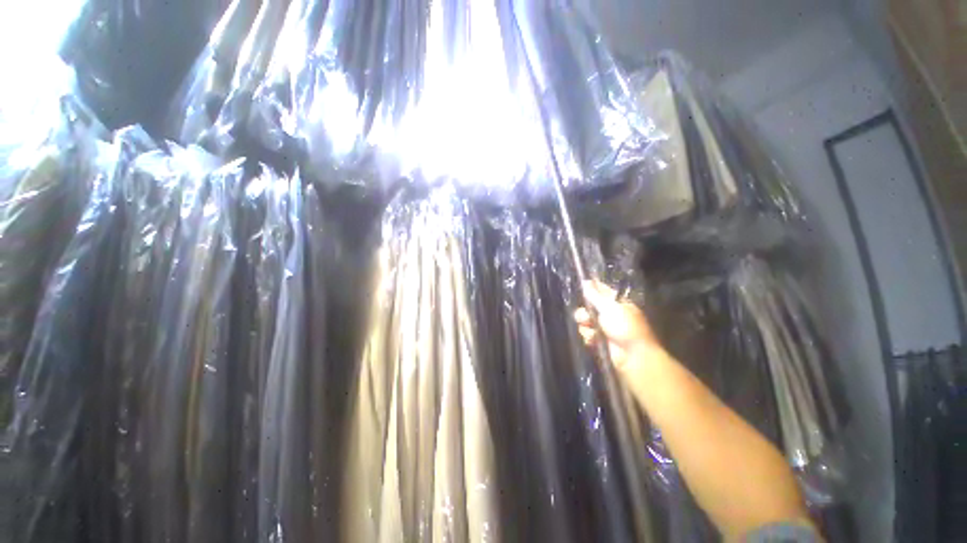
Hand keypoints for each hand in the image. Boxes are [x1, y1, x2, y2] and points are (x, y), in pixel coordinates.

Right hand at [574, 280, 660, 370]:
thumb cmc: (625, 327)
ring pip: (585, 322)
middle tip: (586, 318)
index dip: (591, 289)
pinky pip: (587, 335)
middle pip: (589, 308)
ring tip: (593, 333)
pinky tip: (594, 341)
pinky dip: (589, 338)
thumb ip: (595, 295)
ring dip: (586, 327)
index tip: (581, 288)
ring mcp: (605, 328)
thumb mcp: (610, 308)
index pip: (601, 291)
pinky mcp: (600, 341)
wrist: (633, 356)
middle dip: (584, 314)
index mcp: (617, 303)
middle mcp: (610, 314)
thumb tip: (586, 282)